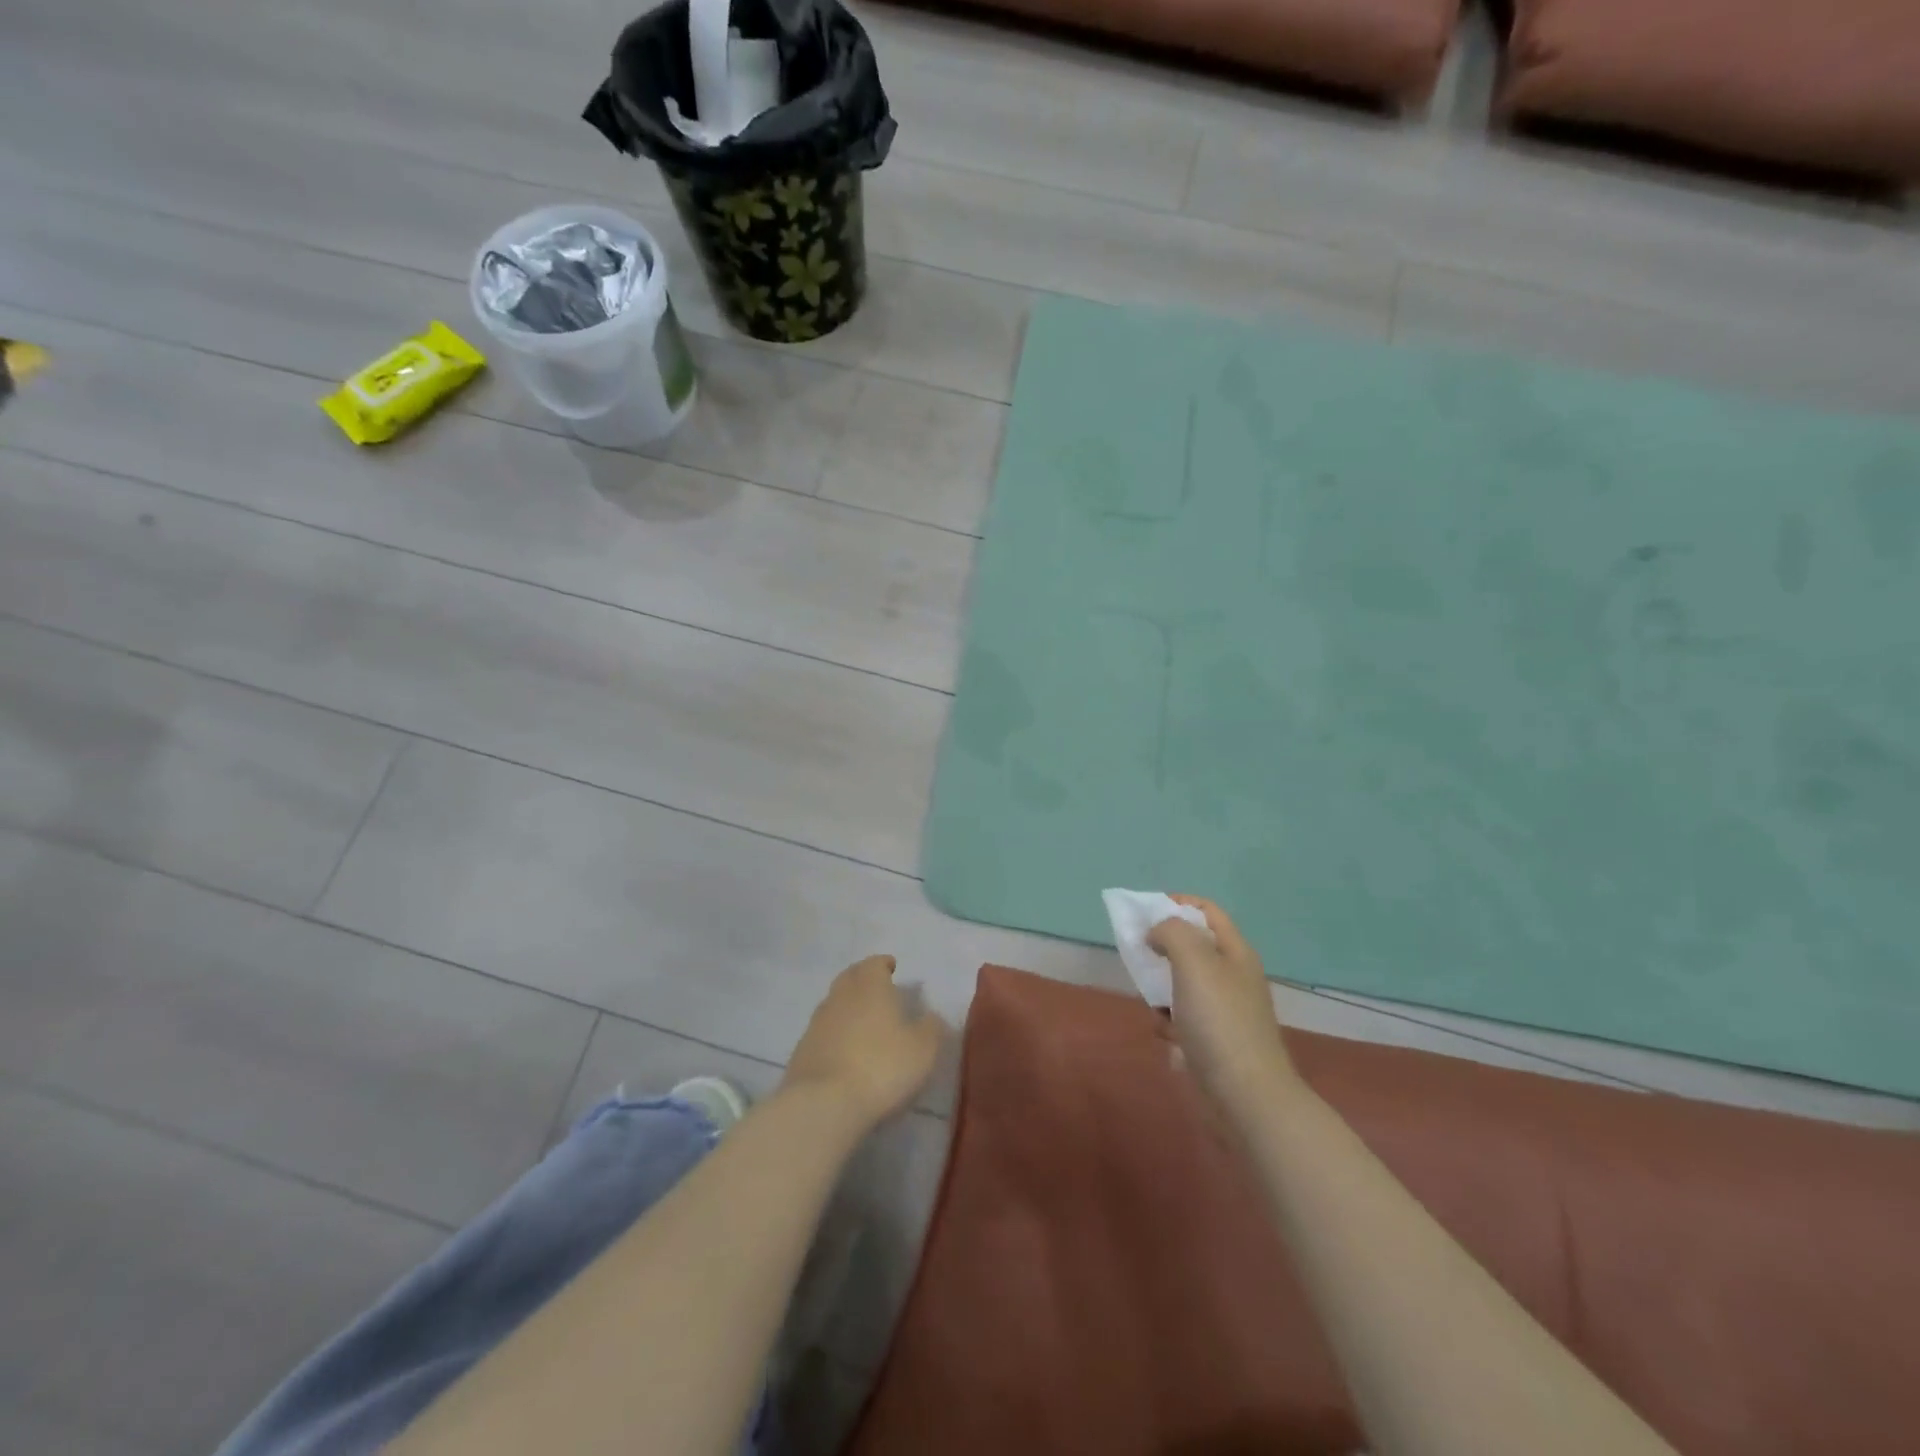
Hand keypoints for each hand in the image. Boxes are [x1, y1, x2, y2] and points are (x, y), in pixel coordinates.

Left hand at [782, 955, 944, 1129]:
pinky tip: (844, 1050)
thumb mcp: (923, 1049)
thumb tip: (931, 1016)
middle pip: (850, 978)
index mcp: (870, 986)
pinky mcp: (802, 1050)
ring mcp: (817, 1023)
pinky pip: (822, 1032)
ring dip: (847, 1007)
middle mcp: (840, 996)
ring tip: (862, 1021)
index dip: (883, 964)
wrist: (824, 1104)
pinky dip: (834, 1034)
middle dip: (863, 979)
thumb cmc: (882, 1067)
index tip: (891, 968)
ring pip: (834, 1004)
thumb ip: (931, 1028)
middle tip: (877, 989)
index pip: (874, 964)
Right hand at [1148, 897, 1300, 1116]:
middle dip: (1162, 947)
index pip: (1206, 911)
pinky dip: (1168, 1021)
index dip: (1176, 903)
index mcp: (1235, 952)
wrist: (1244, 1096)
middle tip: (1139, 953)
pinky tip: (1165, 1033)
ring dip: (1160, 987)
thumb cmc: (1220, 1021)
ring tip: (1151, 998)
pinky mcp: (1211, 1041)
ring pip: (1181, 983)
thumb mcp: (1194, 961)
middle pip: (1191, 946)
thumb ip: (1172, 932)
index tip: (1144, 912)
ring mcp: (1222, 1010)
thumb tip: (1157, 932)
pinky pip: (1180, 1018)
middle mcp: (1231, 976)